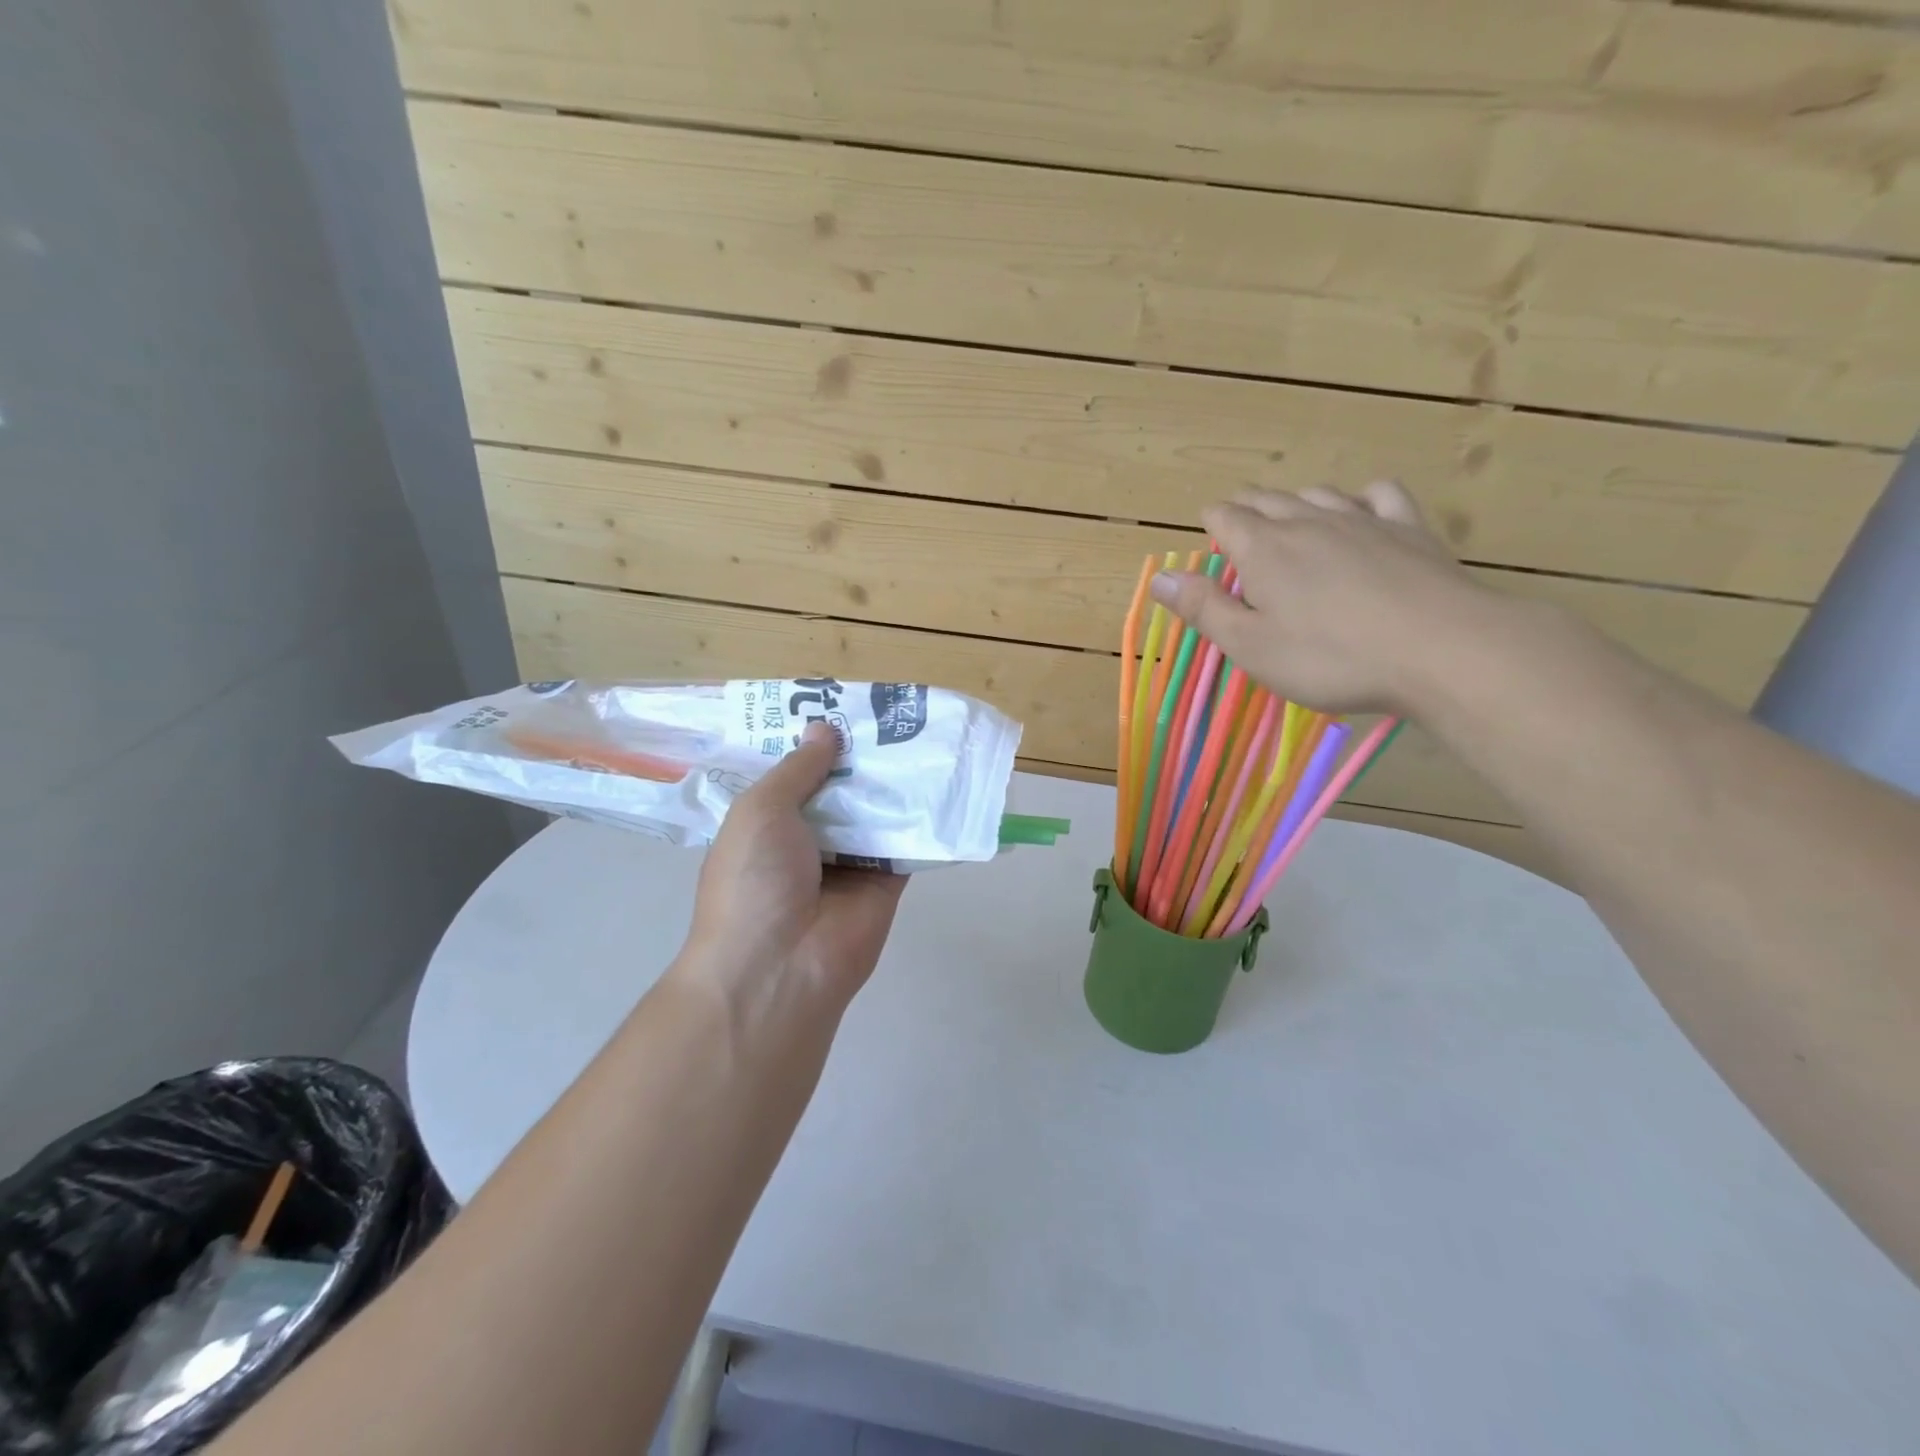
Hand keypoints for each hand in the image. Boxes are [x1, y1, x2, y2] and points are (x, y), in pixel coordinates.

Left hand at [681, 723, 907, 1011]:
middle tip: (893, 712)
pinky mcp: (887, 879)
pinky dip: (922, 814)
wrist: (781, 966)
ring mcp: (849, 860)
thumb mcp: (761, 811)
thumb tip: (825, 728)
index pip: (794, 774)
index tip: (842, 706)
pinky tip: (943, 776)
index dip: (814, 742)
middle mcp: (808, 838)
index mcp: (767, 823)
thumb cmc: (753, 881)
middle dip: (860, 755)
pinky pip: (907, 840)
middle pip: (840, 788)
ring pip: (876, 809)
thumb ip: (798, 769)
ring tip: (924, 730)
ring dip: (894, 779)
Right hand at [1150, 483, 1494, 716]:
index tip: (1208, 532)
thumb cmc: (1330, 657)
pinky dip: (1361, 497)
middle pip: (1268, 500)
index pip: (1227, 519)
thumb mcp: (1251, 645)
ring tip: (1288, 515)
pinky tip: (1360, 510)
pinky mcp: (1409, 528)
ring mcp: (1363, 519)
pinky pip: (1379, 494)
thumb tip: (1156, 577)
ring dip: (1295, 501)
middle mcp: (1308, 522)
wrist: (1440, 649)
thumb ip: (1203, 608)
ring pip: (1318, 494)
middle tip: (1238, 519)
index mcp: (1264, 550)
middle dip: (1247, 507)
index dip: (1213, 523)